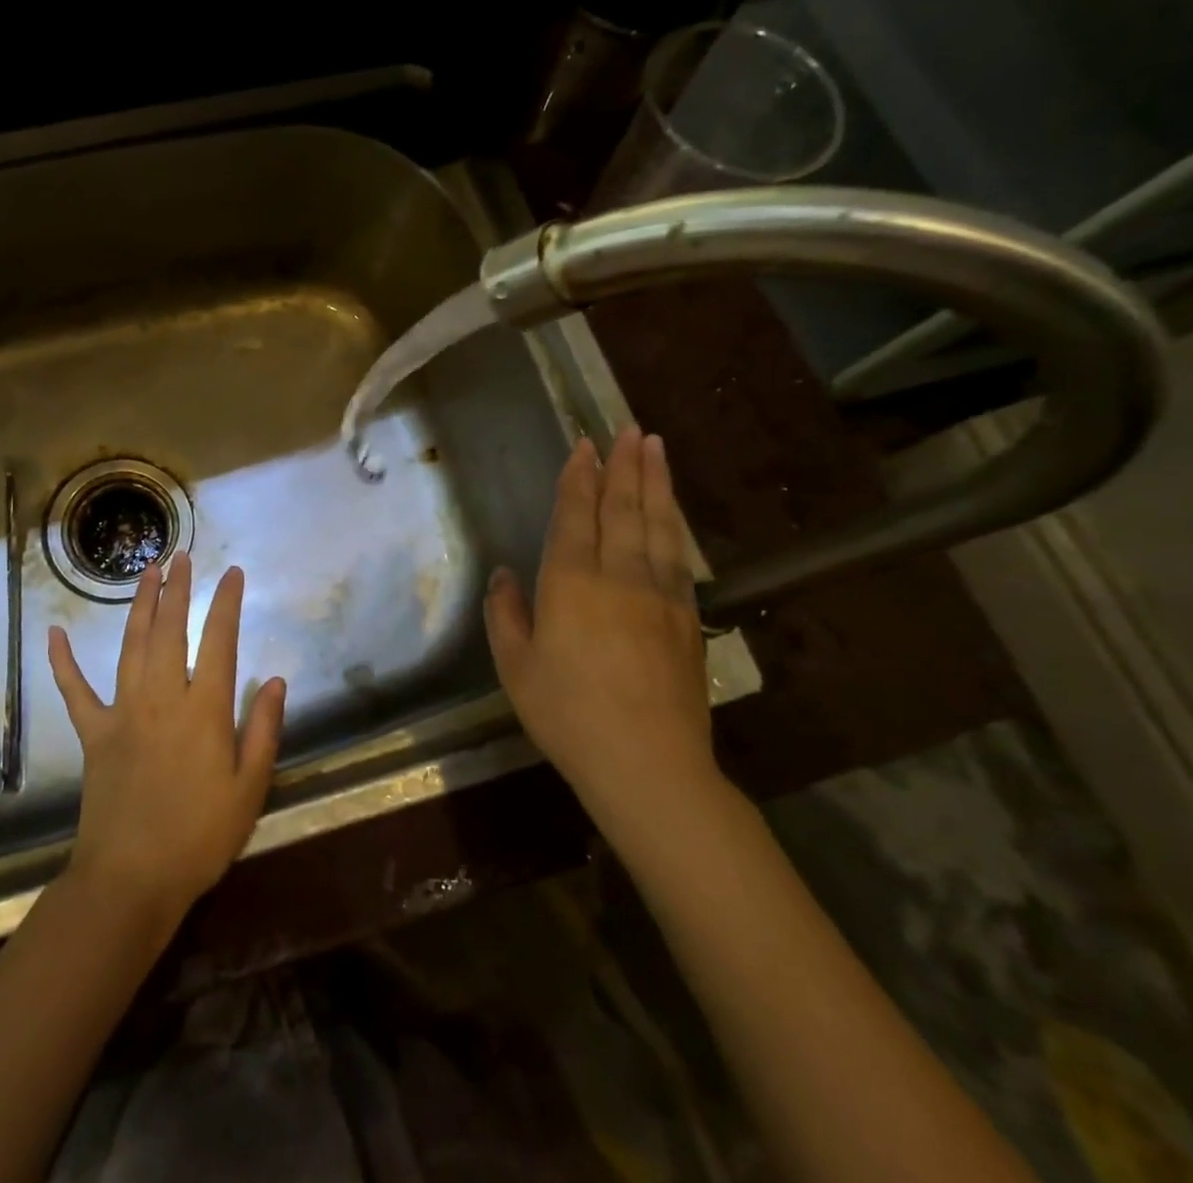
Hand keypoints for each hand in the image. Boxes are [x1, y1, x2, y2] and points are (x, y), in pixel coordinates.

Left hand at [47, 553, 287, 925]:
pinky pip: (74, 691)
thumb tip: (274, 679)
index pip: (219, 641)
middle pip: (170, 630)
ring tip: (147, 572)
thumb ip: (263, 729)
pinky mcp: (93, 734)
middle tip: (181, 556)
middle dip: (178, 589)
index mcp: (204, 709)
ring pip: (131, 645)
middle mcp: (162, 698)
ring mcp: (123, 712)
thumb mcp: (250, 789)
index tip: (232, 573)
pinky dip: (63, 662)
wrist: (132, 879)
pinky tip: (54, 633)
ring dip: (139, 606)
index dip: (226, 603)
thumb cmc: (200, 837)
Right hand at [484, 427, 721, 847]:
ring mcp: (660, 594)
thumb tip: (505, 575)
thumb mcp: (515, 666)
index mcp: (571, 582)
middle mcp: (619, 575)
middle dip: (625, 465)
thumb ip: (506, 614)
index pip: (576, 515)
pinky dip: (676, 525)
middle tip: (631, 428)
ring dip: (656, 482)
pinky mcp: (686, 617)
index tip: (586, 444)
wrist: (648, 763)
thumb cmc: (567, 713)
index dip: (579, 477)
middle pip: (624, 508)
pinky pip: (679, 556)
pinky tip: (674, 513)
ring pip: (658, 524)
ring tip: (656, 449)